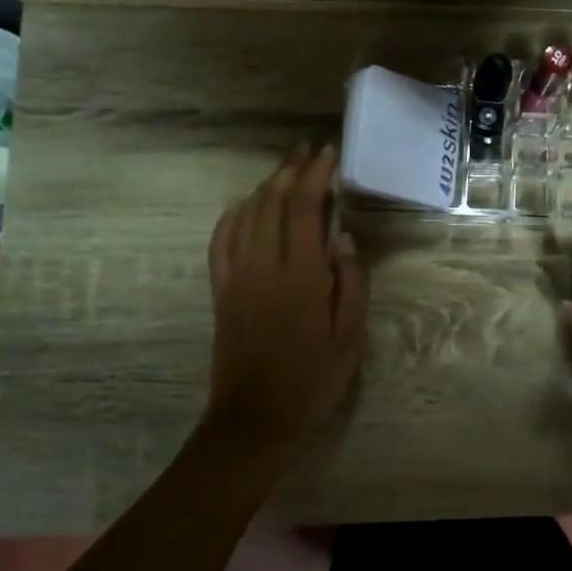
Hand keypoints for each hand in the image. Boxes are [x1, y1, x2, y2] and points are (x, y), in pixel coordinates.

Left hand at [204, 146, 368, 455]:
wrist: (255, 418)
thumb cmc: (313, 380)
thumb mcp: (351, 337)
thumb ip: (351, 282)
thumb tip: (343, 236)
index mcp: (299, 277)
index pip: (303, 208)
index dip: (315, 175)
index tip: (329, 154)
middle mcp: (262, 267)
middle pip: (270, 202)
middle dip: (290, 170)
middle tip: (309, 152)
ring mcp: (235, 277)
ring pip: (244, 215)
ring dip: (265, 186)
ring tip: (286, 171)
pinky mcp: (220, 290)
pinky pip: (221, 240)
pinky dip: (233, 214)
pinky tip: (245, 206)